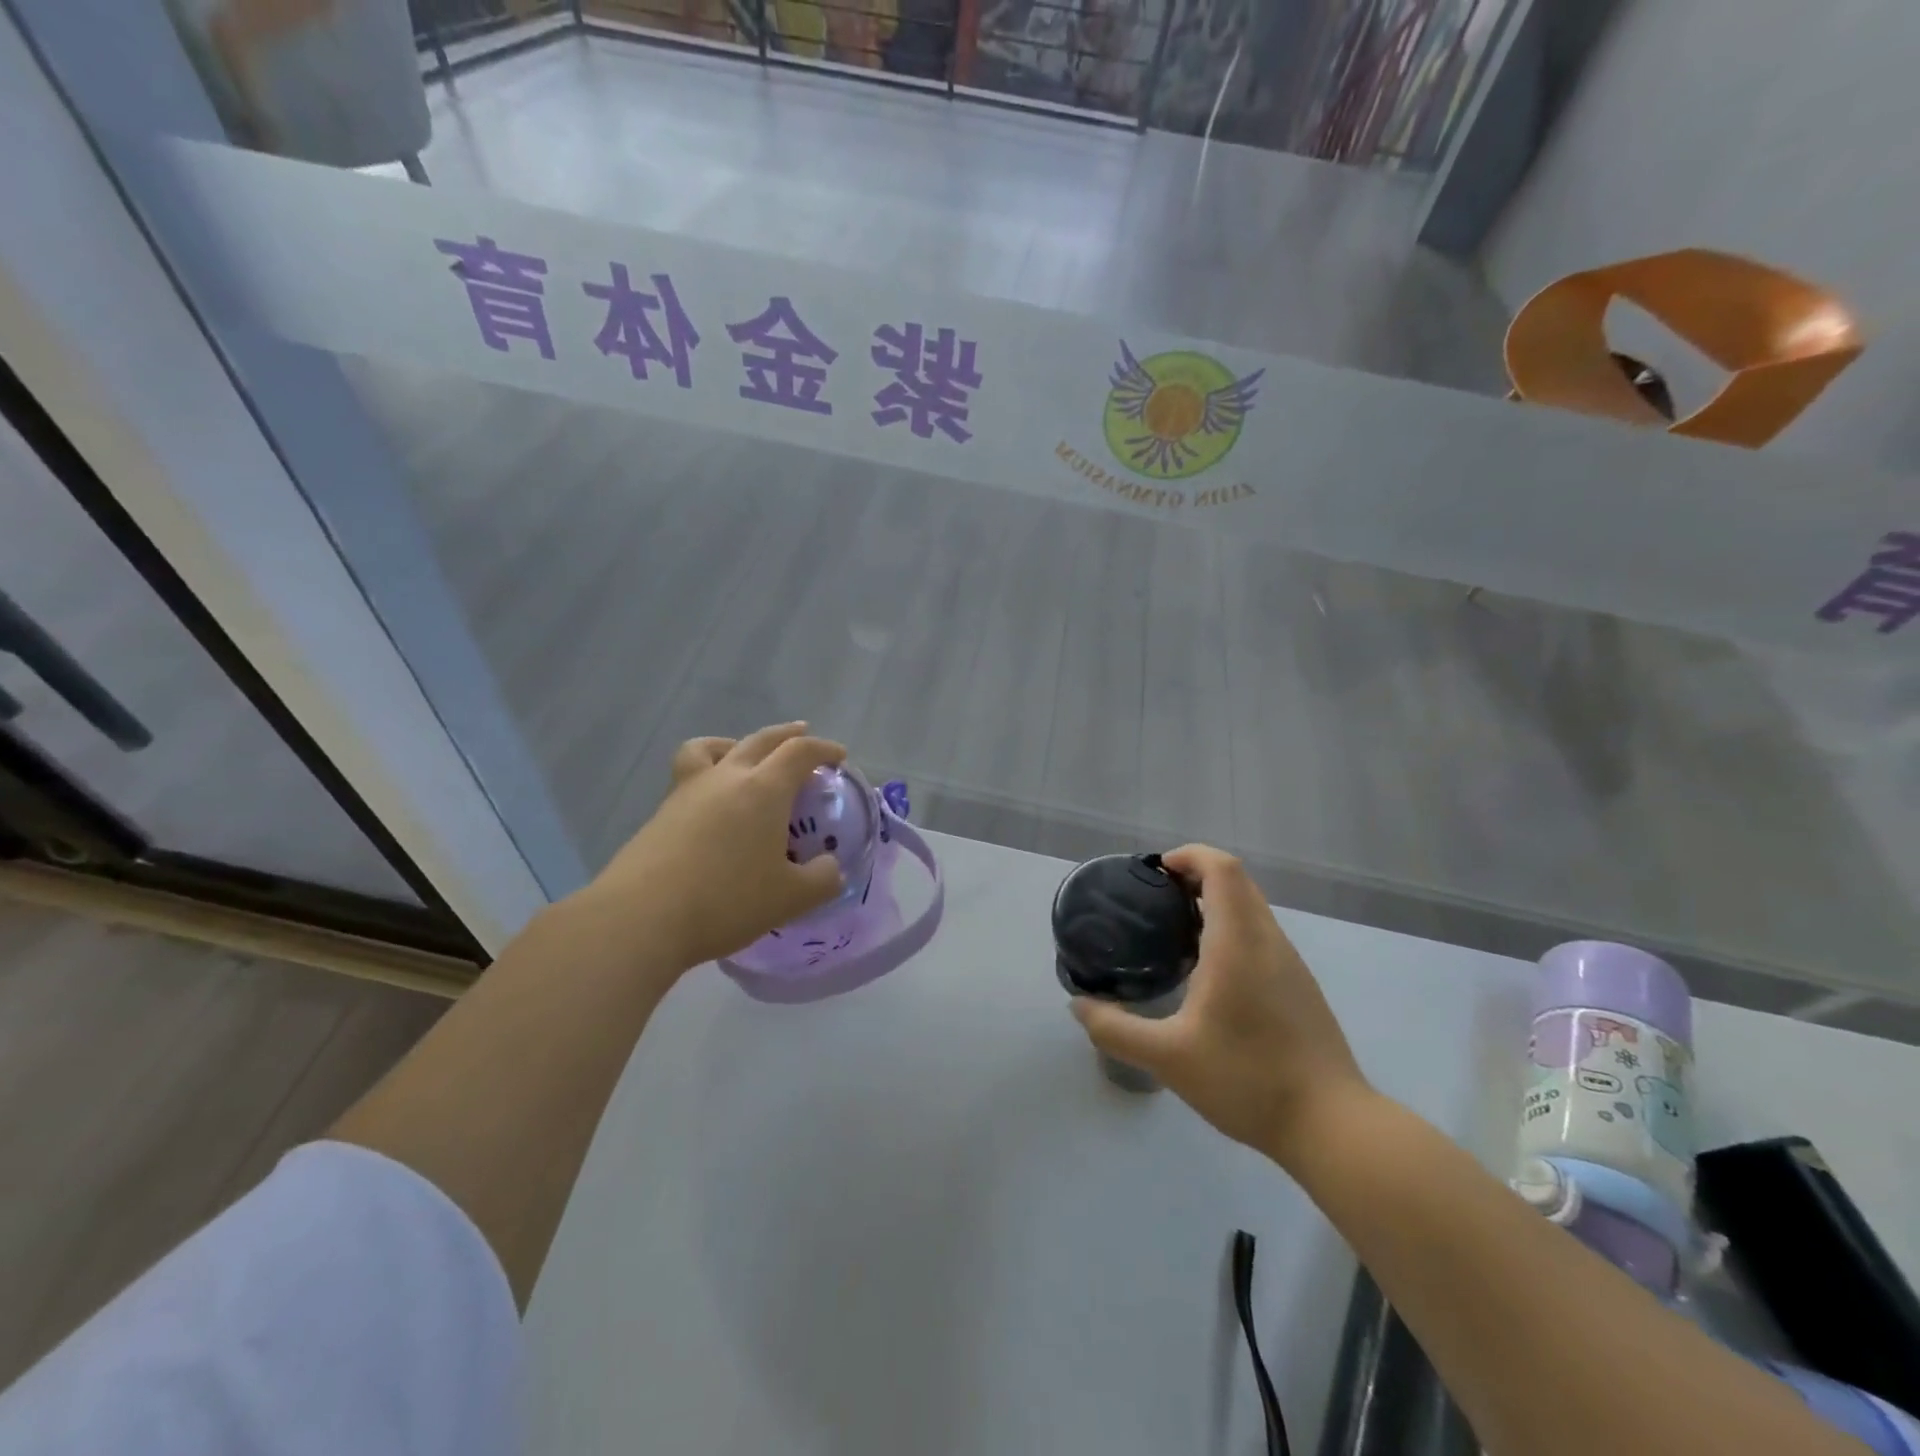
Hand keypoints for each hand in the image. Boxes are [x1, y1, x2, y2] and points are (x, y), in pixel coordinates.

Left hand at [580, 724, 847, 969]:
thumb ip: (821, 880)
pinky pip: (689, 775)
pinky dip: (707, 773)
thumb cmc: (727, 900)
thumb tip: (829, 869)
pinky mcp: (661, 813)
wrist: (642, 917)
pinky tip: (712, 802)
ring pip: (712, 747)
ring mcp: (688, 792)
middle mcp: (726, 778)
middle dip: (786, 735)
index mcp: (764, 789)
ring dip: (737, 744)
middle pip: (760, 740)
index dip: (823, 749)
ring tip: (744, 755)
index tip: (838, 757)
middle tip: (802, 734)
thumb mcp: (790, 899)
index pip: (799, 752)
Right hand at [1070, 845, 1372, 1166]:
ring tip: (1173, 931)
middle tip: (1155, 899)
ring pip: (1252, 907)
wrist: (1332, 1126)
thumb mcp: (1167, 1058)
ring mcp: (1289, 963)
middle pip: (1236, 881)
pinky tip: (1207, 972)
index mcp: (1238, 942)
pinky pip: (1260, 934)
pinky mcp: (1299, 986)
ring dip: (1214, 902)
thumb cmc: (1247, 1079)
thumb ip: (1115, 1029)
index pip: (1221, 868)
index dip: (1189, 856)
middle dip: (1195, 875)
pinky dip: (1230, 928)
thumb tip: (1078, 1006)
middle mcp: (1267, 940)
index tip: (1155, 872)